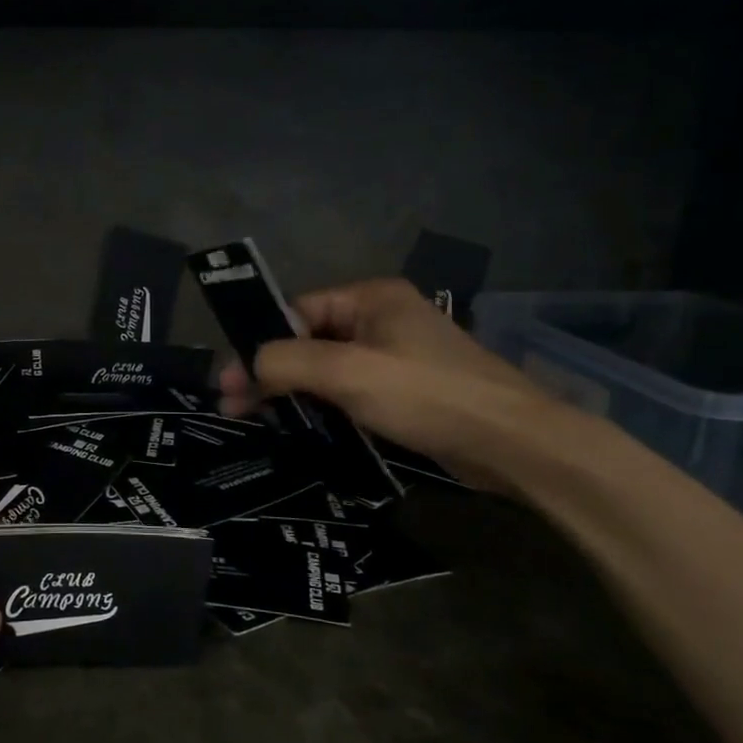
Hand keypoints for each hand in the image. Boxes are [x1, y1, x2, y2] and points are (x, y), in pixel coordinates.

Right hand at [218, 278, 566, 493]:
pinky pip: (349, 390)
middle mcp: (381, 319)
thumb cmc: (427, 395)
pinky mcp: (404, 391)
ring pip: (326, 368)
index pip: (297, 311)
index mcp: (371, 298)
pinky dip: (320, 405)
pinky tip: (297, 426)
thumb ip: (289, 360)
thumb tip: (250, 363)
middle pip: (308, 340)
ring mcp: (394, 356)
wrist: (513, 444)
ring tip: (254, 419)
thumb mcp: (348, 372)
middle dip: (269, 371)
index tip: (229, 379)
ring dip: (290, 391)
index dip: (260, 343)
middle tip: (233, 405)